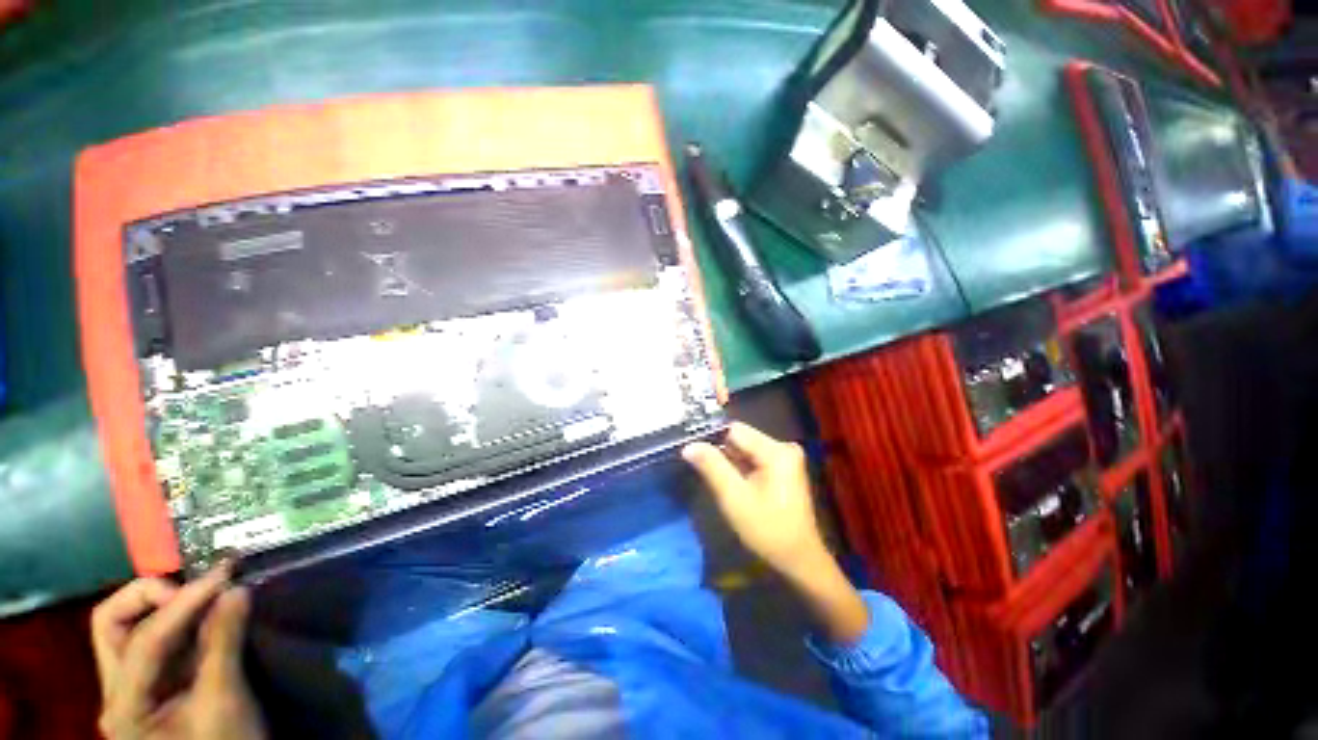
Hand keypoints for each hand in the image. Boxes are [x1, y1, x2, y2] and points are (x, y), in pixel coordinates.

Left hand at [91, 564, 266, 739]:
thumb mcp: (224, 702)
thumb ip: (223, 645)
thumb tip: (236, 590)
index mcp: (123, 706)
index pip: (145, 638)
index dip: (185, 602)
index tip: (226, 574)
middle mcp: (116, 692)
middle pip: (112, 624)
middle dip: (150, 595)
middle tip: (196, 585)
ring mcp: (133, 691)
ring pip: (129, 629)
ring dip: (164, 605)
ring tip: (204, 593)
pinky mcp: (155, 688)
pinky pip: (156, 642)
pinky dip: (179, 620)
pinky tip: (206, 612)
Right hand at [681, 422, 827, 579]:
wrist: (798, 561)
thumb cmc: (767, 531)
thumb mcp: (734, 498)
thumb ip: (712, 467)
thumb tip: (688, 445)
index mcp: (776, 451)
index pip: (735, 430)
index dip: (711, 438)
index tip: (692, 451)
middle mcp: (783, 447)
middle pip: (740, 439)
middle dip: (719, 451)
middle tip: (697, 465)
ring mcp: (784, 458)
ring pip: (745, 449)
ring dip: (727, 461)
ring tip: (708, 473)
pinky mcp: (782, 468)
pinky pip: (752, 459)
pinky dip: (738, 467)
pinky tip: (727, 480)